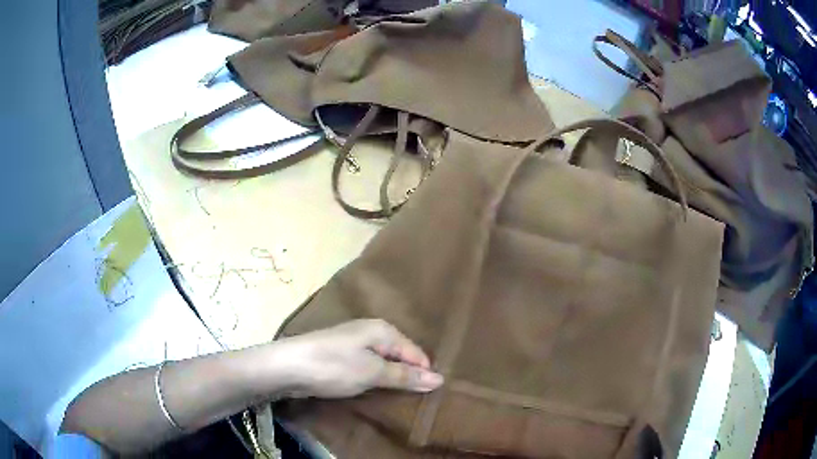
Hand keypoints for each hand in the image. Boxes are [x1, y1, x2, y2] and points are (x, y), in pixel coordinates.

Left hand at [276, 319, 443, 397]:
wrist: (287, 366)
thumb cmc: (334, 366)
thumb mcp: (373, 373)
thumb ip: (405, 376)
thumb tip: (439, 379)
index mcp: (383, 330)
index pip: (416, 353)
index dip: (424, 374)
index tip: (430, 396)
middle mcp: (371, 331)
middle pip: (400, 355)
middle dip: (408, 376)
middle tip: (417, 400)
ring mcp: (354, 343)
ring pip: (383, 362)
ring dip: (391, 379)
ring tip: (399, 398)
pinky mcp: (341, 355)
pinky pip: (368, 366)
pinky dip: (374, 379)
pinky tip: (376, 390)